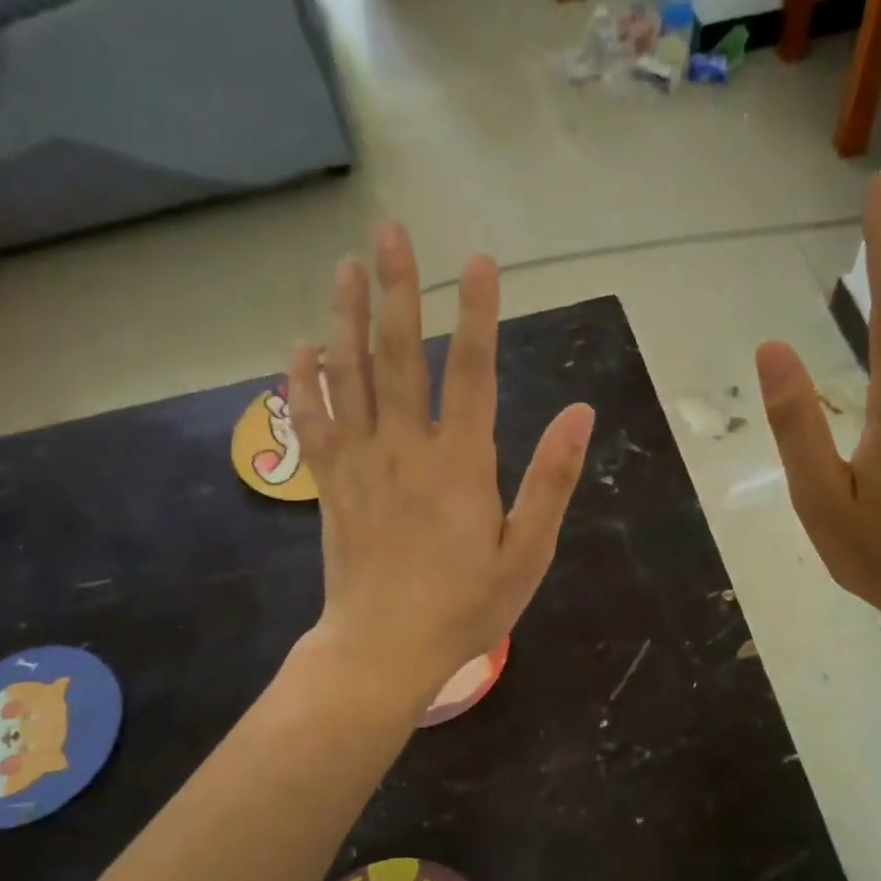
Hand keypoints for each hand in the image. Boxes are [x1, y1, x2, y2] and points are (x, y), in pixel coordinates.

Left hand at [288, 224, 595, 702]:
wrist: (383, 651)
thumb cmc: (465, 607)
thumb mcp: (527, 553)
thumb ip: (551, 480)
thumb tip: (580, 414)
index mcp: (460, 464)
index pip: (471, 371)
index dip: (476, 312)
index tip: (479, 259)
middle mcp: (404, 449)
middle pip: (397, 355)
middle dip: (397, 288)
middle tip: (390, 230)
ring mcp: (359, 464)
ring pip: (347, 377)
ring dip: (345, 317)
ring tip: (345, 265)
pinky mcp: (329, 485)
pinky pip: (311, 423)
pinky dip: (304, 381)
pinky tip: (299, 345)